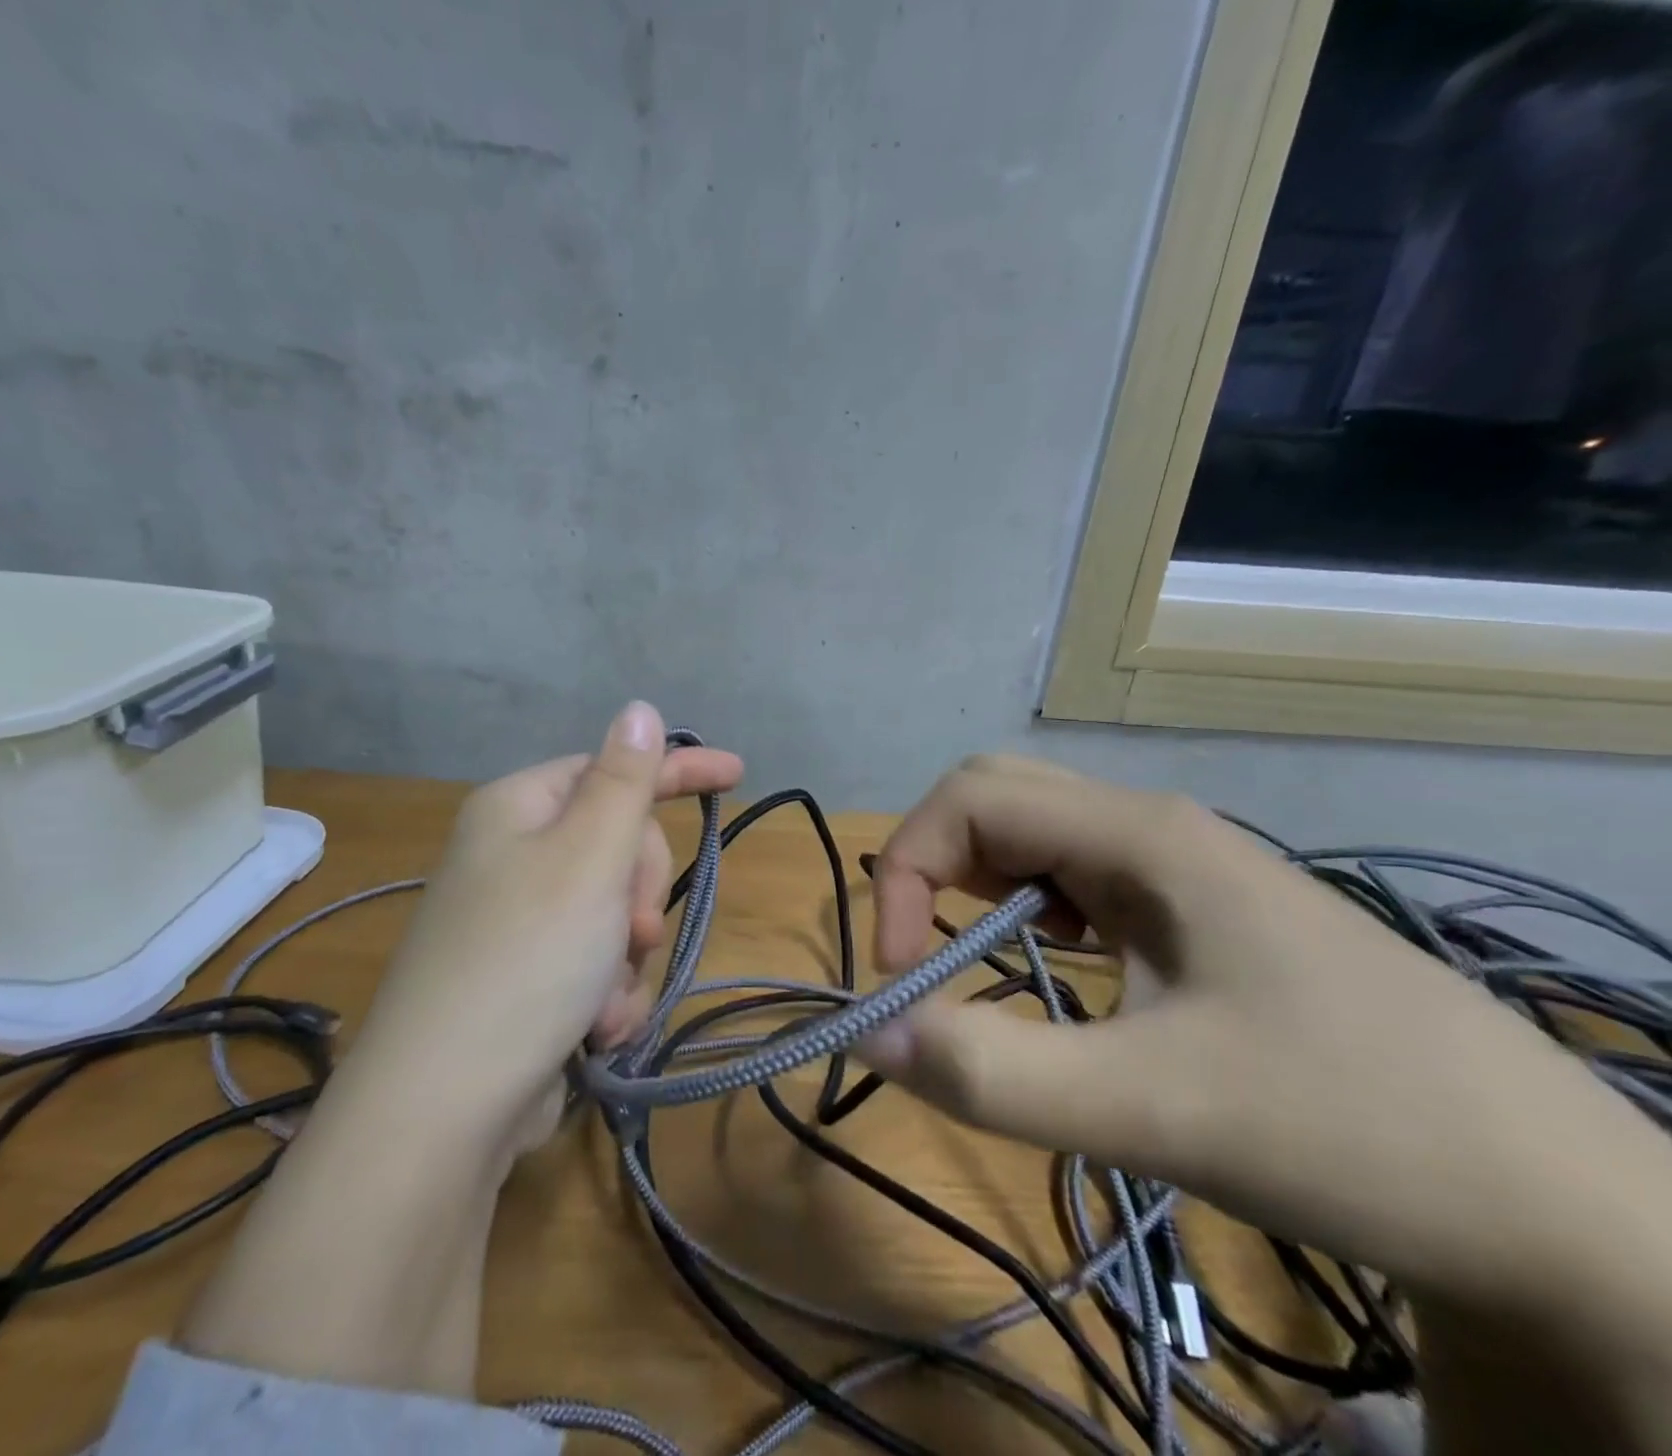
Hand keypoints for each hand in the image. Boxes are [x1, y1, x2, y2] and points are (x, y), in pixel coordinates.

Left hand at [181, 705, 739, 1396]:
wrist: (445, 1105)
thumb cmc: (527, 956)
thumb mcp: (588, 855)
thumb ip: (624, 779)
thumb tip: (639, 709)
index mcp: (519, 808)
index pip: (613, 768)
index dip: (678, 770)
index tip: (737, 774)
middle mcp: (513, 855)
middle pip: (618, 846)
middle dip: (638, 893)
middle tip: (631, 930)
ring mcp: (519, 921)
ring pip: (616, 914)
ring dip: (627, 958)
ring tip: (602, 1000)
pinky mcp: (528, 979)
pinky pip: (597, 965)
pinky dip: (608, 996)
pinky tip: (594, 1031)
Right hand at [858, 755, 1671, 1330]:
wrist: (1552, 1200)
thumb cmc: (1353, 1130)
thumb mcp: (1158, 1109)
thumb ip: (997, 1072)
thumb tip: (867, 1034)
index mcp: (1139, 835)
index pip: (970, 798)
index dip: (906, 871)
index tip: (898, 973)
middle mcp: (1150, 827)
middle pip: (996, 797)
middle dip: (931, 865)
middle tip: (924, 956)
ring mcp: (1176, 865)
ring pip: (1032, 832)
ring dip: (974, 884)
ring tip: (975, 961)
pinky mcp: (1191, 908)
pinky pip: (1073, 874)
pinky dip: (1023, 905)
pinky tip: (1054, 961)